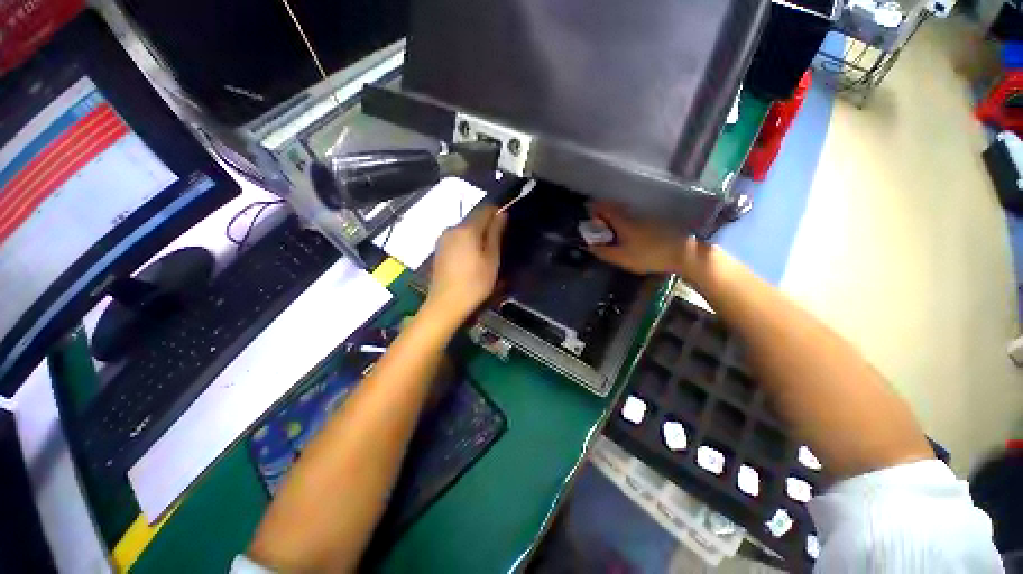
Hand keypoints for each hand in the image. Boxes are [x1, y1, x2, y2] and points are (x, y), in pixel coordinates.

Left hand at [424, 204, 507, 323]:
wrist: (446, 304)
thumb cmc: (474, 283)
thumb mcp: (491, 259)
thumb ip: (495, 234)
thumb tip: (501, 214)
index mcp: (467, 229)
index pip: (484, 209)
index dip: (497, 213)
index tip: (505, 226)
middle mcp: (452, 228)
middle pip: (473, 219)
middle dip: (486, 225)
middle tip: (497, 243)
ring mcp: (443, 239)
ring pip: (464, 229)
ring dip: (476, 235)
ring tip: (484, 253)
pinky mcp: (438, 249)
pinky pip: (456, 238)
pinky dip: (466, 242)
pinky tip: (470, 258)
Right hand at [587, 202, 693, 274]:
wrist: (682, 252)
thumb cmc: (648, 255)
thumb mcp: (622, 258)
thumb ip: (604, 252)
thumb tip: (589, 247)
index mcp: (622, 221)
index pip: (604, 208)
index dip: (594, 209)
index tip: (587, 214)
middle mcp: (632, 215)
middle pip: (613, 208)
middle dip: (602, 212)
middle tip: (596, 222)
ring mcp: (644, 217)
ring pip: (623, 212)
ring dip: (613, 216)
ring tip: (608, 228)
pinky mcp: (653, 222)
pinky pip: (632, 217)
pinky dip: (623, 221)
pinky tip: (624, 232)